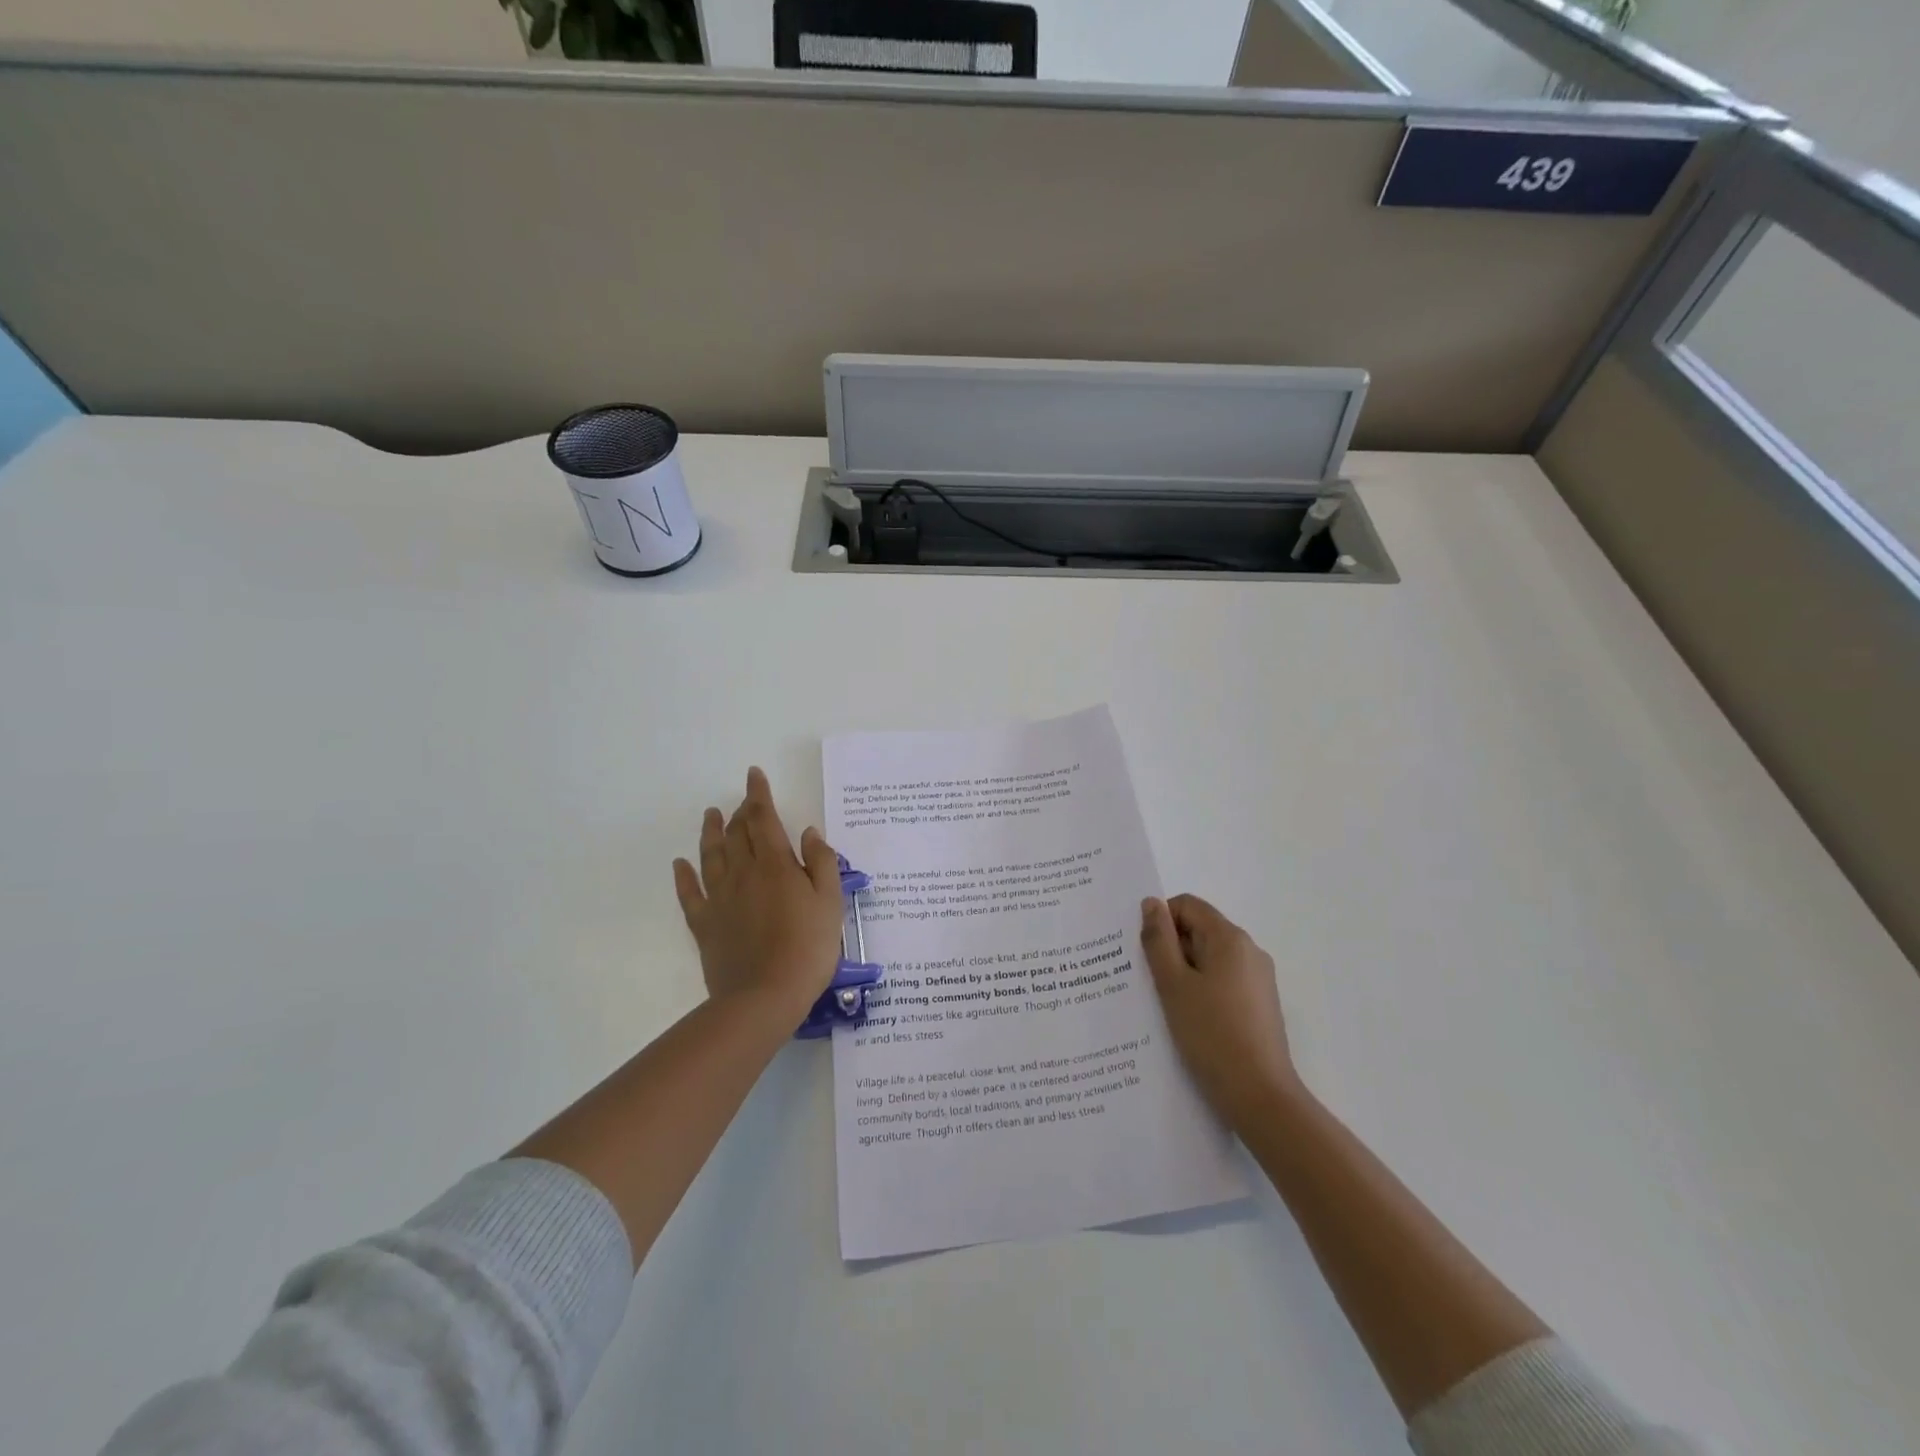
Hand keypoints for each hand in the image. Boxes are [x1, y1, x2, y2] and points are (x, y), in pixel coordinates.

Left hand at [673, 767, 844, 1019]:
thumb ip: (822, 863)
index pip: (764, 819)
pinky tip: (680, 864)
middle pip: (737, 833)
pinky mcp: (704, 924)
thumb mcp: (830, 902)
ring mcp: (719, 898)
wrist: (764, 996)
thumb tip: (808, 833)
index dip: (759, 795)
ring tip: (710, 815)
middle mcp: (743, 873)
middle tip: (744, 801)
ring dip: (711, 832)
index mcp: (775, 864)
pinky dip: (683, 876)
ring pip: (711, 855)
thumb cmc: (808, 947)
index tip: (754, 775)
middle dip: (741, 812)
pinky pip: (689, 893)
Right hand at [1141, 894, 1300, 1130]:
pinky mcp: (1260, 1004)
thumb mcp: (1173, 984)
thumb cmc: (1211, 1035)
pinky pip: (1223, 981)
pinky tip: (1188, 1020)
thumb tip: (1151, 904)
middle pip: (1200, 930)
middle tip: (1147, 980)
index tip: (1142, 952)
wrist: (1260, 1097)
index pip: (1187, 905)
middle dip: (1171, 948)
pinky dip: (1202, 989)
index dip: (1160, 920)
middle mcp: (1249, 951)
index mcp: (1229, 938)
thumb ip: (1158, 940)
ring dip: (1184, 971)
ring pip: (1210, 958)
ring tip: (1164, 1003)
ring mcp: (1259, 979)